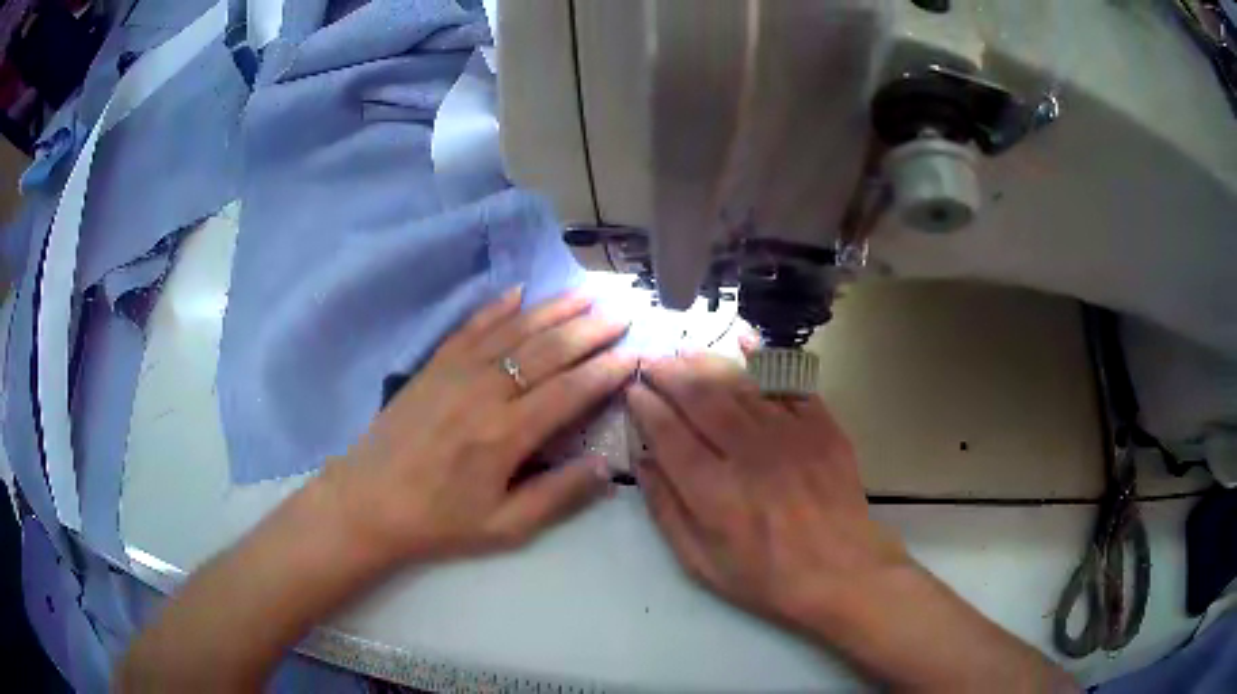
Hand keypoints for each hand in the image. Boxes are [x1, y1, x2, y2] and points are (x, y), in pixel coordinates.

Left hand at [326, 289, 634, 565]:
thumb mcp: (503, 527)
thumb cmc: (438, 520)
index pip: (570, 391)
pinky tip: (519, 292)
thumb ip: (557, 496)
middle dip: (590, 329)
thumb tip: (607, 467)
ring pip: (514, 330)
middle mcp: (485, 391)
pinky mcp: (433, 365)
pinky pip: (471, 326)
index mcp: (507, 434)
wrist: (368, 502)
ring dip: (554, 309)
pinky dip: (497, 307)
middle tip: (622, 311)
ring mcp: (456, 371)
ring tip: (586, 292)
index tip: (634, 353)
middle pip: (548, 350)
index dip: (606, 370)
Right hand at [626, 354, 908, 629]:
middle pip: (700, 397)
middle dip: (670, 373)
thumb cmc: (767, 577)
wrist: (842, 572)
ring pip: (739, 384)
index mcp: (714, 492)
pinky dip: (763, 359)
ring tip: (684, 353)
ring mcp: (790, 434)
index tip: (633, 392)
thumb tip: (643, 463)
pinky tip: (744, 342)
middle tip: (653, 363)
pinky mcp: (822, 426)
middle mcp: (749, 454)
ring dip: (706, 363)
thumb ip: (667, 512)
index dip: (645, 407)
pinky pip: (787, 382)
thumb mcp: (702, 563)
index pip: (668, 433)